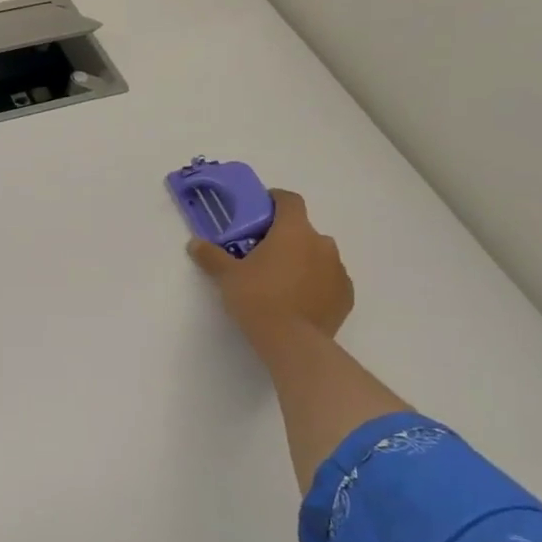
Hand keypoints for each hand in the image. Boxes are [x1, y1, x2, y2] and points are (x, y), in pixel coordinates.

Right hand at [188, 188, 353, 355]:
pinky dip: (315, 284)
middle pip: (303, 231)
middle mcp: (322, 243)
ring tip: (280, 282)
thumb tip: (195, 243)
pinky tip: (298, 301)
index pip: (290, 200)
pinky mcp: (346, 296)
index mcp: (294, 231)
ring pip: (318, 256)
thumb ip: (211, 256)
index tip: (260, 210)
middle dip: (285, 238)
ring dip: (302, 261)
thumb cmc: (257, 298)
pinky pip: (328, 281)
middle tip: (262, 255)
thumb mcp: (227, 276)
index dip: (275, 200)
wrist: (292, 342)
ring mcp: (338, 270)